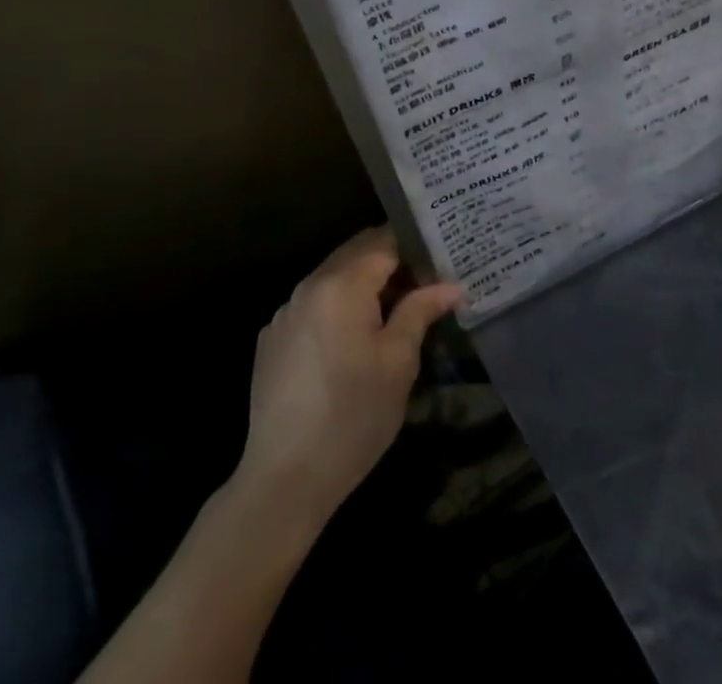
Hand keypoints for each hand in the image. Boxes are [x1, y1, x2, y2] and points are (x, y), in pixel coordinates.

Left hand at [237, 227, 463, 527]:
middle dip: (389, 261)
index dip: (414, 247)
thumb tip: (450, 286)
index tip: (439, 260)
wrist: (284, 479)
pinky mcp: (271, 339)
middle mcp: (309, 286)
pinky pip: (312, 305)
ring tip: (392, 309)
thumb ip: (421, 311)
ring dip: (362, 283)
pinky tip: (351, 340)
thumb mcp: (399, 362)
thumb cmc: (354, 416)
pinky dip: (336, 307)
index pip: (384, 242)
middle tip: (423, 281)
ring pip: (332, 278)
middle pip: (355, 253)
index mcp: (342, 284)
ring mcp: (285, 312)